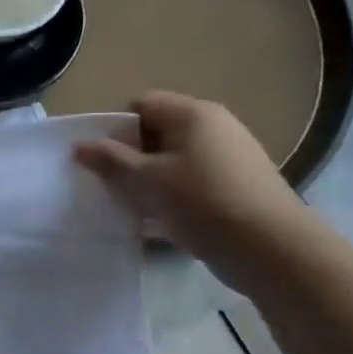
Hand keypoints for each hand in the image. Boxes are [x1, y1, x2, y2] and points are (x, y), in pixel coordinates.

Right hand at [75, 91, 311, 292]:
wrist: (272, 249)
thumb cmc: (202, 203)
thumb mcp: (146, 181)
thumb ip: (110, 160)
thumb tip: (79, 145)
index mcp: (193, 113)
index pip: (141, 104)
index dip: (115, 128)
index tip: (102, 159)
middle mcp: (215, 125)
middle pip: (158, 130)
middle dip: (131, 155)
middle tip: (114, 184)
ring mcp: (232, 154)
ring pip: (175, 157)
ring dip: (152, 177)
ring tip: (137, 205)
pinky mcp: (240, 182)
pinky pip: (194, 177)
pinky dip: (175, 192)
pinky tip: (166, 219)